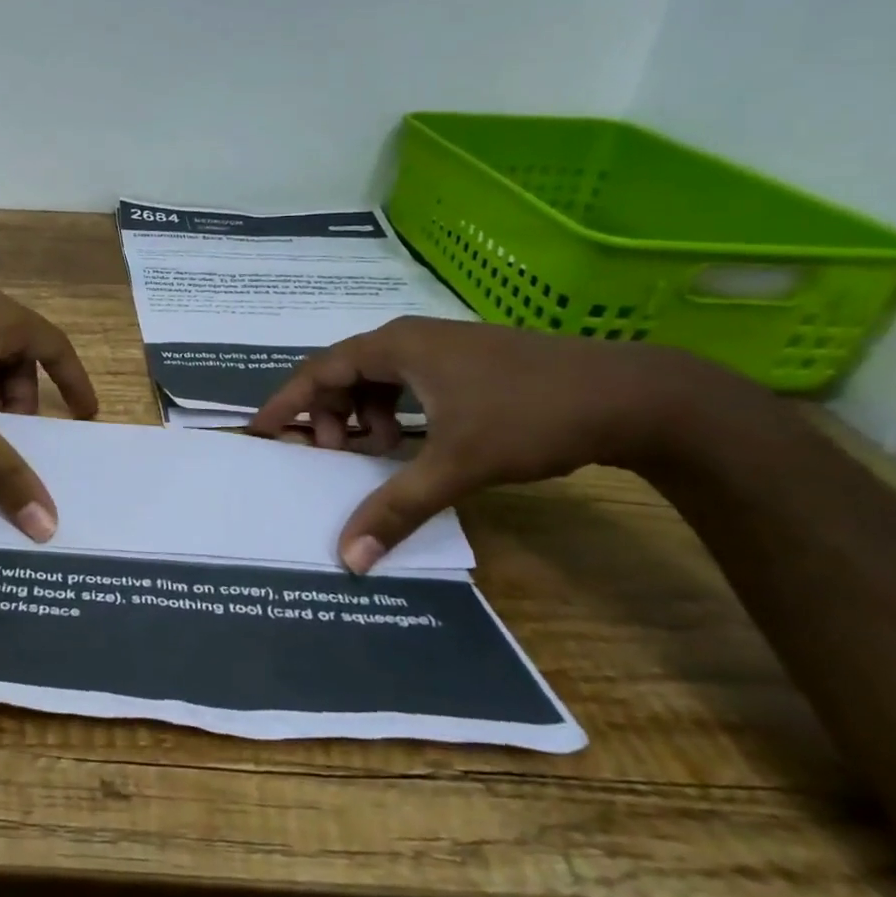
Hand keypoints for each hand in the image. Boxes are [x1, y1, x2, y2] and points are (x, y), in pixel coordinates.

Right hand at [247, 317, 761, 571]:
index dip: (286, 401)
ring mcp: (442, 349)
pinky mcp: (467, 365)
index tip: (260, 431)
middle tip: (331, 456)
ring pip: (377, 380)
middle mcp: (411, 338)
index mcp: (396, 346)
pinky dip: (395, 415)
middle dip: (328, 415)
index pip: (319, 370)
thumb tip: (348, 557)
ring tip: (375, 454)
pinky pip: (406, 386)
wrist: (635, 396)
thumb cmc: (531, 416)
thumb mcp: (457, 464)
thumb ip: (396, 507)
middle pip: (344, 373)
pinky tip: (413, 444)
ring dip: (364, 417)